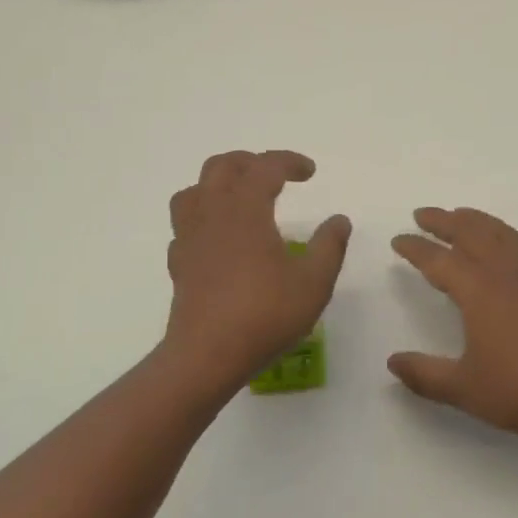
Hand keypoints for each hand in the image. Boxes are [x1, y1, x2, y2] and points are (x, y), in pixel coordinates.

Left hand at [164, 150, 350, 393]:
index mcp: (246, 209)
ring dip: (218, 183)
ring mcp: (190, 237)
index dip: (289, 161)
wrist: (206, 355)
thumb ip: (330, 246)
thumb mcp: (314, 282)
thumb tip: (339, 220)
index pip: (265, 167)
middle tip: (275, 176)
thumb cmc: (264, 315)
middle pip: (222, 166)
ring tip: (240, 197)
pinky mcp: (179, 262)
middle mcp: (213, 213)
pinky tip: (219, 237)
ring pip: (194, 190)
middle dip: (250, 162)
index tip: (310, 172)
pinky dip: (203, 217)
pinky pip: (185, 223)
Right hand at [389, 207, 517, 443]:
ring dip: (478, 220)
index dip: (415, 248)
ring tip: (462, 215)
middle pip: (471, 233)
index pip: (439, 260)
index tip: (397, 240)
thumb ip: (425, 374)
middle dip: (444, 221)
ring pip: (502, 234)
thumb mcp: (464, 388)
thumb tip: (393, 362)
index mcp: (478, 290)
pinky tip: (514, 250)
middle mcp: (504, 274)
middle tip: (423, 214)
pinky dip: (514, 241)